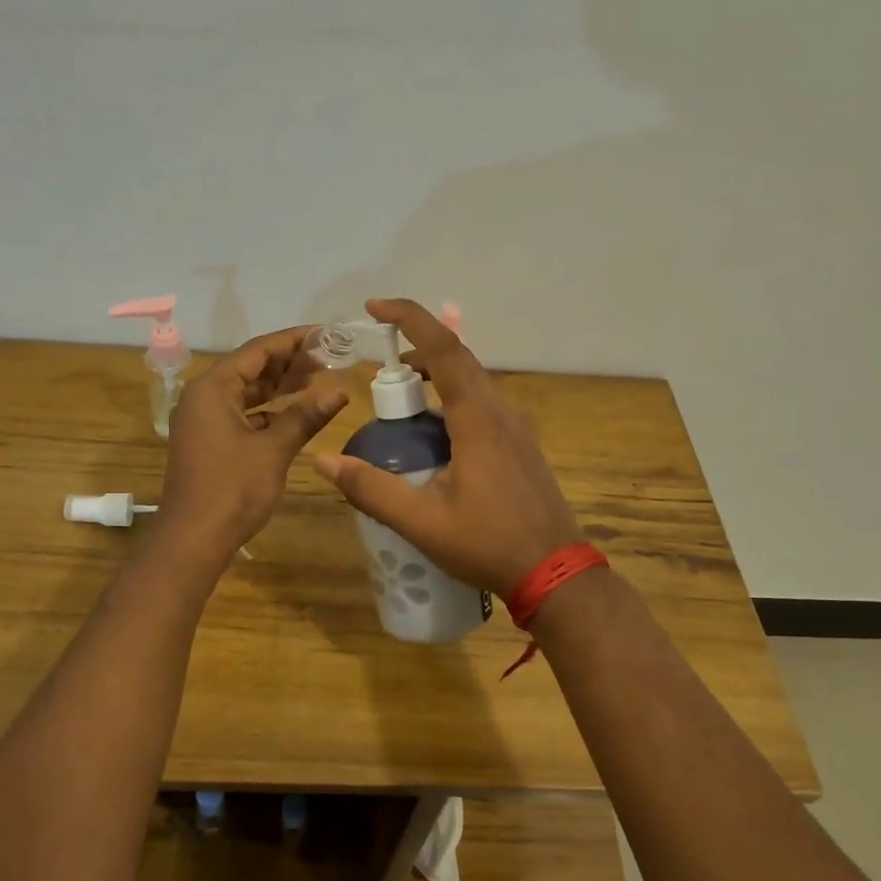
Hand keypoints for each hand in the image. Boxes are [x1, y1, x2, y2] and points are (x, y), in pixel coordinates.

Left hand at [158, 325, 349, 562]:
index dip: (292, 341)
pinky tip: (296, 414)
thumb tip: (340, 392)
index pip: (257, 351)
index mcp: (212, 388)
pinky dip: (267, 412)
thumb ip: (305, 416)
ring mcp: (203, 422)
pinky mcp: (209, 443)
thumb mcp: (273, 449)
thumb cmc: (232, 488)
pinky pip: (241, 415)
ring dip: (279, 387)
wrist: (193, 539)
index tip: (324, 334)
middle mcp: (203, 397)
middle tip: (328, 356)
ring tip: (317, 379)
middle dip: (288, 362)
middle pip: (250, 368)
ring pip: (246, 393)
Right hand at [312, 298, 580, 593]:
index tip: (374, 307)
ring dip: (435, 375)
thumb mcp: (421, 521)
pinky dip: (452, 398)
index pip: (444, 349)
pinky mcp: (522, 445)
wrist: (556, 573)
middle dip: (416, 348)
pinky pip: (483, 404)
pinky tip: (434, 432)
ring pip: (473, 381)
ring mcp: (517, 427)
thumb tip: (324, 461)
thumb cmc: (488, 543)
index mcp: (478, 418)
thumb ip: (371, 489)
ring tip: (400, 396)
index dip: (409, 318)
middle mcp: (502, 410)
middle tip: (378, 365)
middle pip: (458, 359)